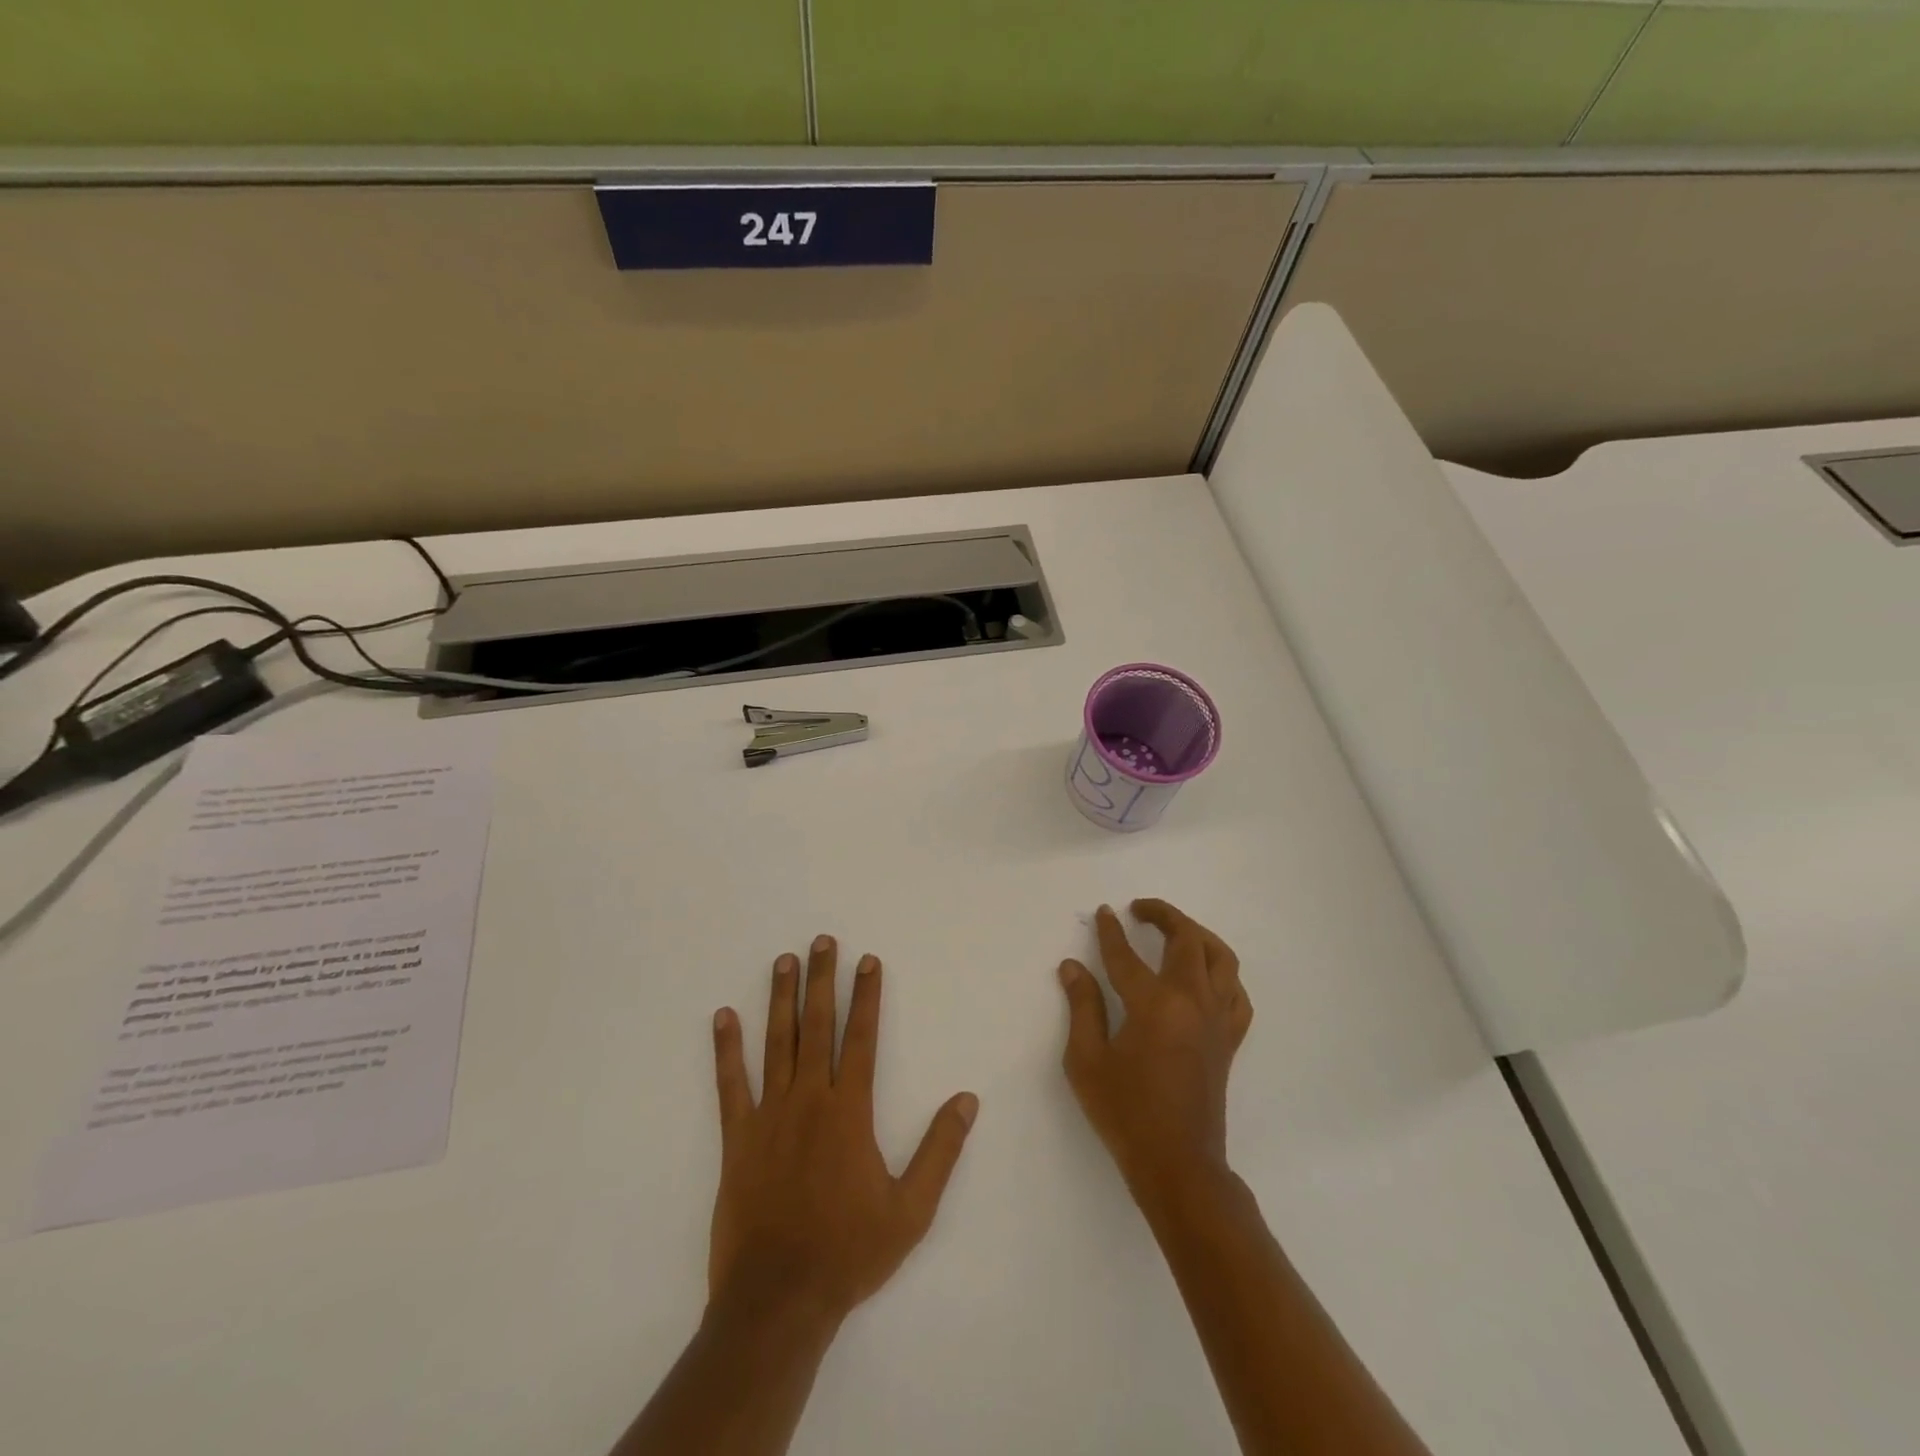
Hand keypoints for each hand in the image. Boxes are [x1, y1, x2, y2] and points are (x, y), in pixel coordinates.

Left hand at [708, 935, 978, 1328]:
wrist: (778, 1299)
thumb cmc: (849, 1252)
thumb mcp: (912, 1210)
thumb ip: (940, 1151)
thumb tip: (967, 1100)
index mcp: (849, 1111)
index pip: (861, 1038)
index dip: (866, 996)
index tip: (867, 960)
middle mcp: (809, 1100)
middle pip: (818, 1026)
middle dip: (821, 980)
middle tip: (821, 941)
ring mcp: (769, 1115)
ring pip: (776, 1043)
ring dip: (781, 999)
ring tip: (783, 961)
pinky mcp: (737, 1138)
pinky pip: (730, 1084)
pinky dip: (726, 1048)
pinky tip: (723, 1017)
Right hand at [1058, 901, 1251, 1202]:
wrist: (1177, 1163)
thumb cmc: (1126, 1113)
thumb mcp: (1087, 1061)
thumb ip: (1082, 1007)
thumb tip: (1072, 966)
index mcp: (1154, 1005)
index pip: (1126, 954)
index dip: (1110, 931)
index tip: (1103, 912)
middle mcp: (1192, 1001)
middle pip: (1186, 940)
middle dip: (1163, 915)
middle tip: (1140, 908)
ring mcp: (1217, 1019)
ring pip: (1220, 957)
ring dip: (1198, 934)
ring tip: (1175, 930)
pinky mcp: (1229, 1038)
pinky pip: (1236, 992)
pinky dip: (1222, 973)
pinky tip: (1205, 975)